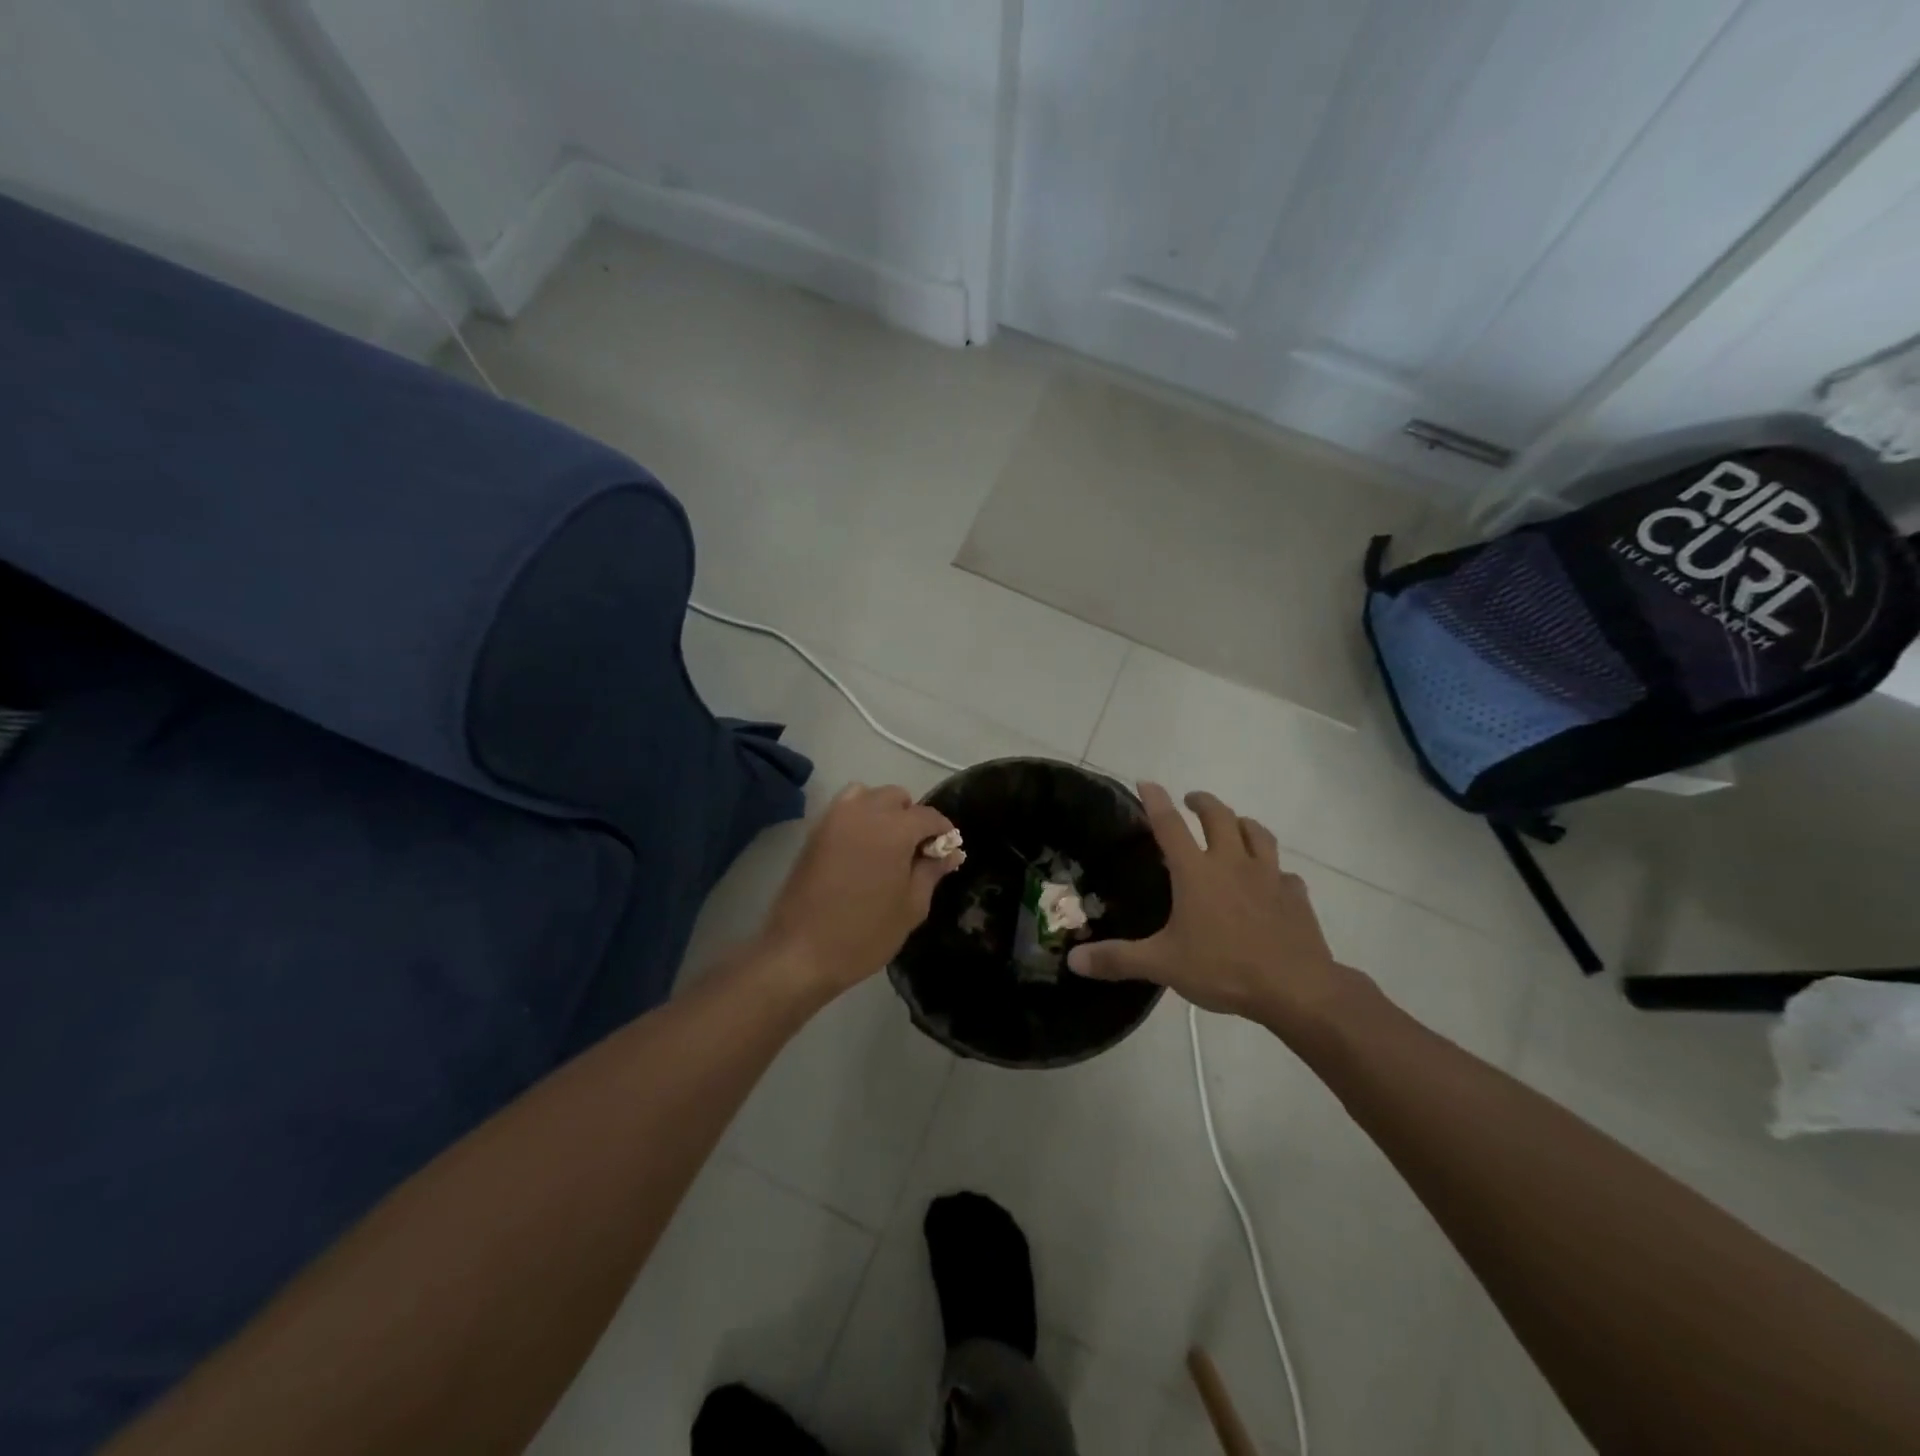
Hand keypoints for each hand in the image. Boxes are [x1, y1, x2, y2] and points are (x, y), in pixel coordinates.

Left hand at [757, 783, 962, 1001]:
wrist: (800, 952)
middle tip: (915, 851)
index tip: (947, 852)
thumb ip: (932, 872)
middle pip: (897, 797)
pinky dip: (858, 816)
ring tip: (886, 845)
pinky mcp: (814, 832)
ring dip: (883, 811)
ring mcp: (834, 818)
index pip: (928, 816)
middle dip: (912, 817)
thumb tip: (951, 852)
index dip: (943, 831)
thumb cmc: (865, 933)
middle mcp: (864, 812)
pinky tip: (861, 849)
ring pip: (867, 795)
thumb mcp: (911, 906)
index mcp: (894, 829)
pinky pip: (843, 809)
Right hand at [1066, 784, 1360, 1030]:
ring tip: (1234, 825)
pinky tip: (1271, 881)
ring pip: (1257, 833)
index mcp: (1196, 872)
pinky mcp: (1296, 896)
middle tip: (1191, 800)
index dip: (1156, 801)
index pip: (1170, 825)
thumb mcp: (1163, 965)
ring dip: (1242, 823)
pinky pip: (1285, 873)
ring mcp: (1269, 877)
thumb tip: (1074, 960)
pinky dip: (1274, 870)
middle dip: (1203, 802)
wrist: (1296, 988)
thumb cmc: (1223, 969)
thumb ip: (1118, 959)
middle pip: (1219, 817)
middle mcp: (1232, 863)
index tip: (1146, 782)